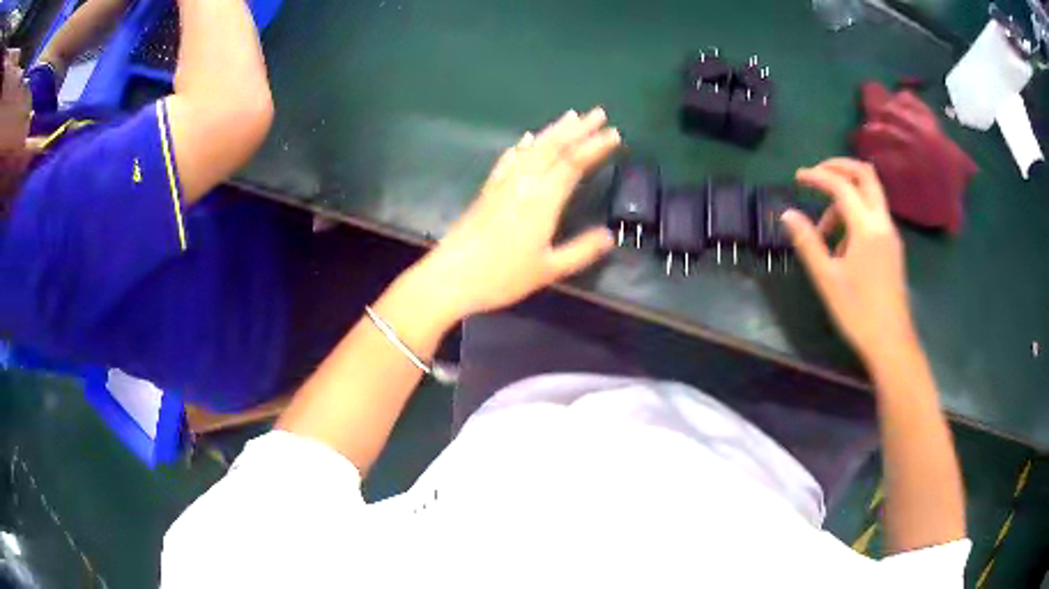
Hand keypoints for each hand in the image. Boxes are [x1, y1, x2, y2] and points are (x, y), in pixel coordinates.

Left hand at [406, 107, 620, 322]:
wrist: (451, 276)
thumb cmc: (502, 276)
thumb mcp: (548, 269)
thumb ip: (581, 251)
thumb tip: (608, 236)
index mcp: (543, 199)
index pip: (574, 163)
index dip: (595, 146)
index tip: (615, 134)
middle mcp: (524, 182)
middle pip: (554, 147)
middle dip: (578, 128)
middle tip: (599, 113)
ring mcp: (504, 183)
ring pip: (532, 148)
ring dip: (553, 130)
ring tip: (570, 116)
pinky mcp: (488, 190)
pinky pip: (509, 160)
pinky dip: (521, 146)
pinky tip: (525, 139)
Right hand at [781, 158, 916, 364]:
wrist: (891, 341)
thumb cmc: (857, 312)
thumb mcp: (827, 278)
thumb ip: (807, 242)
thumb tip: (787, 214)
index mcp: (866, 228)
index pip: (841, 186)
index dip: (817, 176)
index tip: (797, 177)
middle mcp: (882, 222)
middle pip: (865, 175)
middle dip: (840, 167)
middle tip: (817, 173)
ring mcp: (890, 233)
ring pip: (870, 195)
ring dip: (846, 196)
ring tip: (825, 229)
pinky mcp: (892, 246)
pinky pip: (874, 214)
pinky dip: (856, 213)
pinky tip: (843, 243)